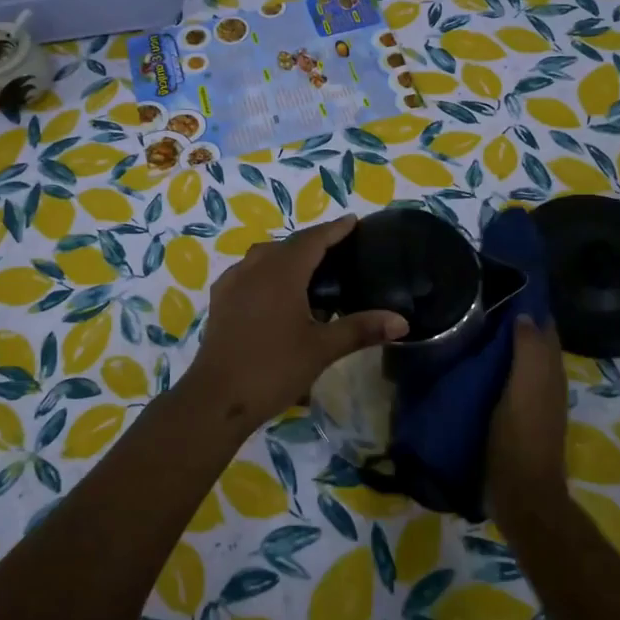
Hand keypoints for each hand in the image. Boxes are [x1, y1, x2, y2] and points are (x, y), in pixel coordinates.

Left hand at [179, 214, 407, 433]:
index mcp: (282, 272)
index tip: (353, 222)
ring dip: (287, 255)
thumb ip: (361, 329)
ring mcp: (232, 283)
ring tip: (309, 270)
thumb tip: (402, 321)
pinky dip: (266, 271)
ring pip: (264, 256)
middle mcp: (254, 268)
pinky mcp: (220, 301)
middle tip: (338, 250)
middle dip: (313, 242)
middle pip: (288, 245)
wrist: (217, 398)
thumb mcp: (322, 349)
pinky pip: (247, 272)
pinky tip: (274, 292)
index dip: (334, 230)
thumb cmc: (273, 368)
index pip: (312, 240)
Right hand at [485, 315, 569, 522]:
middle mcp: (546, 383)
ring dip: (502, 346)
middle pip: (533, 344)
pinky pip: (507, 382)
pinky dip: (495, 368)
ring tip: (471, 328)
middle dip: (514, 323)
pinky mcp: (515, 418)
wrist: (521, 493)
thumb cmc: (521, 435)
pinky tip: (471, 365)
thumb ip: (528, 350)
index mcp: (550, 372)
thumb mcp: (524, 387)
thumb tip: (525, 314)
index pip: (544, 328)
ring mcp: (531, 402)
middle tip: (478, 303)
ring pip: (519, 363)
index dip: (528, 307)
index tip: (500, 286)